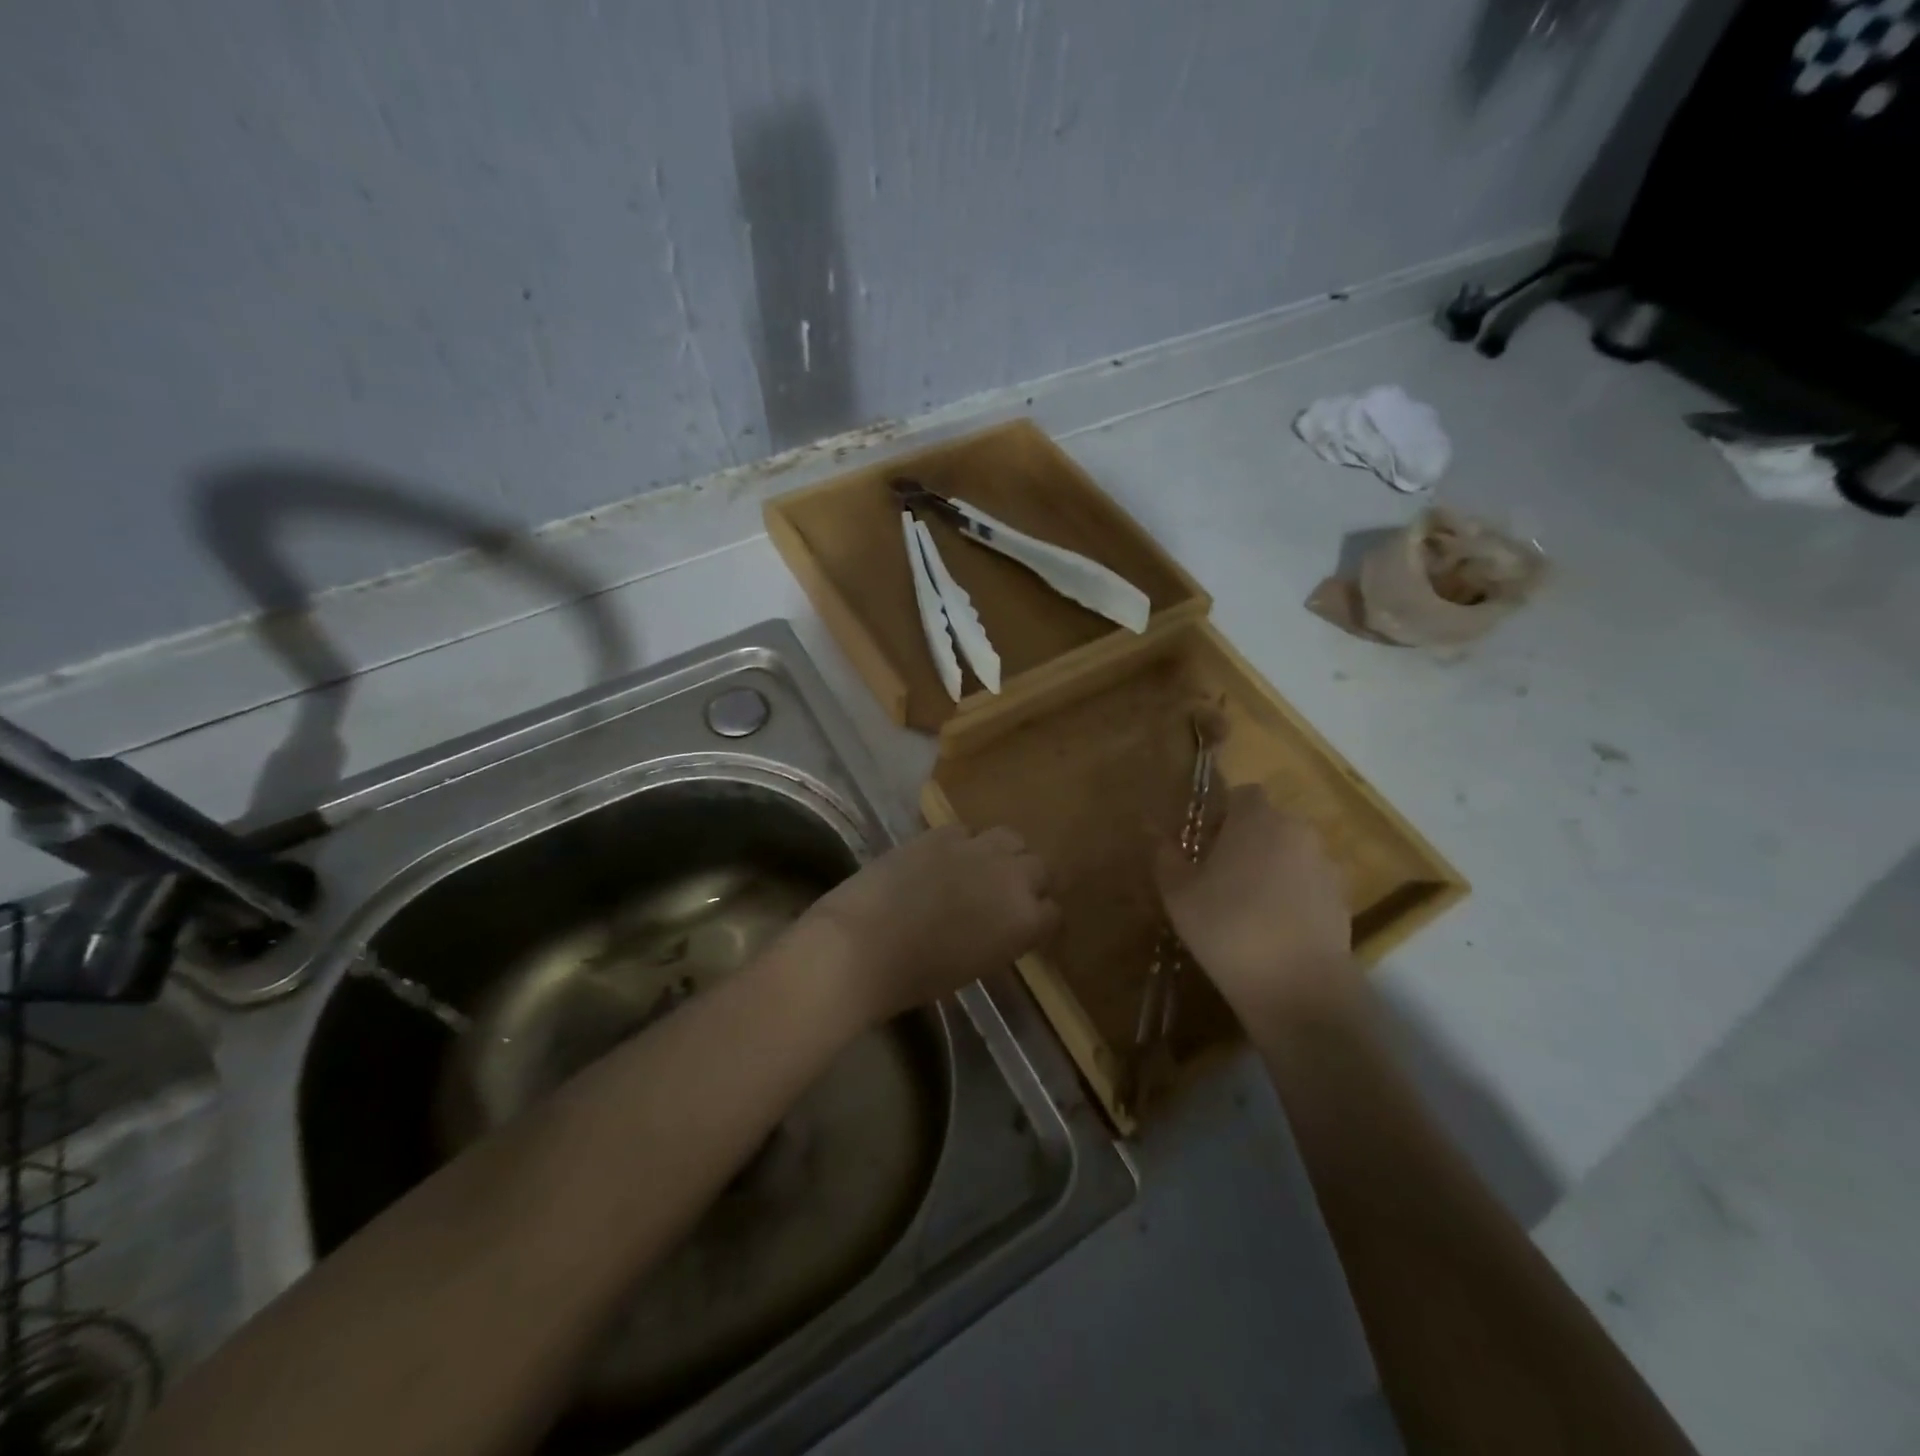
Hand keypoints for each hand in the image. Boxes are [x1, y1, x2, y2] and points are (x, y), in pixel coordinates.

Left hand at [801, 825, 1057, 1025]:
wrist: (863, 946)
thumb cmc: (918, 977)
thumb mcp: (976, 966)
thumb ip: (1002, 938)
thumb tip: (1002, 925)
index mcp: (1025, 921)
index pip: (1053, 912)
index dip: (1040, 919)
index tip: (1026, 926)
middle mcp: (1012, 877)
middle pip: (1040, 867)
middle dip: (1029, 880)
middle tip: (1004, 895)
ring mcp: (977, 848)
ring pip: (1010, 837)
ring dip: (1002, 853)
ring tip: (981, 868)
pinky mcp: (941, 833)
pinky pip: (967, 830)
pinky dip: (962, 844)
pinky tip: (943, 859)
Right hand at [1153, 784, 1354, 1031]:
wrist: (1298, 986)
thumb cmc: (1227, 927)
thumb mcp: (1178, 894)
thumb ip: (1166, 857)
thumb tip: (1157, 836)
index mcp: (1256, 818)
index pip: (1242, 795)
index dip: (1222, 815)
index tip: (1205, 846)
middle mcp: (1296, 830)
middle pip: (1268, 823)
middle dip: (1247, 841)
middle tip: (1220, 877)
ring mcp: (1325, 865)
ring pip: (1290, 854)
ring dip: (1271, 868)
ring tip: (1248, 907)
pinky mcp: (1343, 899)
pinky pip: (1309, 884)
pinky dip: (1293, 895)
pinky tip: (1274, 929)